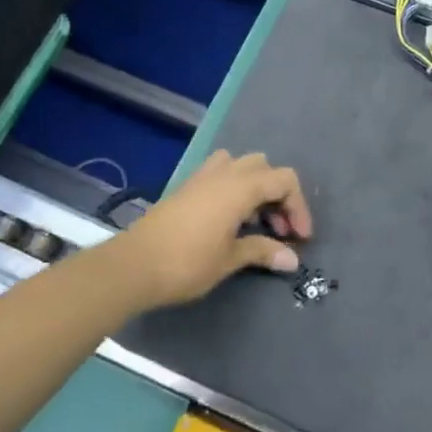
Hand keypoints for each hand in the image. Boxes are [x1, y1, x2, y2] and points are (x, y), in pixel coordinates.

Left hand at [111, 150, 312, 309]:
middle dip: (279, 196)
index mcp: (241, 187)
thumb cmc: (187, 263)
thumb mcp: (230, 260)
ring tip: (254, 221)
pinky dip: (234, 187)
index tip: (300, 238)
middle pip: (265, 168)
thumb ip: (262, 252)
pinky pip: (220, 173)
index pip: (285, 181)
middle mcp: (225, 173)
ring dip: (256, 187)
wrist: (132, 265)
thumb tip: (292, 259)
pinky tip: (229, 218)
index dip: (299, 207)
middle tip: (279, 230)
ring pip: (241, 165)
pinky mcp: (186, 187)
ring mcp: (202, 177)